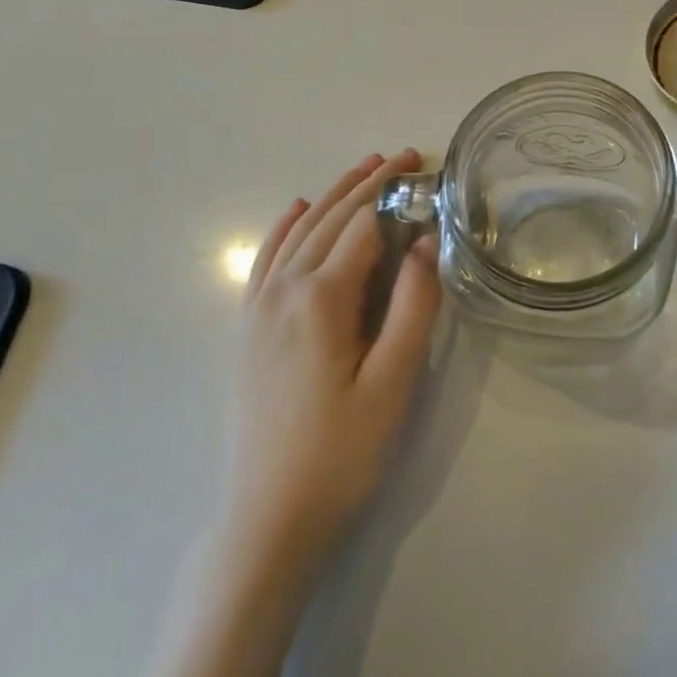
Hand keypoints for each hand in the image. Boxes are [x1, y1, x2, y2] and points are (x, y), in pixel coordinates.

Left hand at [222, 151, 441, 569]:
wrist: (268, 520)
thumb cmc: (342, 452)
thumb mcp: (394, 381)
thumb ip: (413, 304)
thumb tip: (425, 241)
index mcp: (321, 298)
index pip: (364, 226)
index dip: (397, 195)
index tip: (427, 171)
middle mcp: (284, 290)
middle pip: (332, 219)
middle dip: (370, 182)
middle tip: (406, 157)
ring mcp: (259, 308)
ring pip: (300, 231)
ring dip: (335, 195)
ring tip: (366, 168)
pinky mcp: (249, 328)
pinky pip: (266, 259)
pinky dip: (286, 228)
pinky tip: (298, 211)